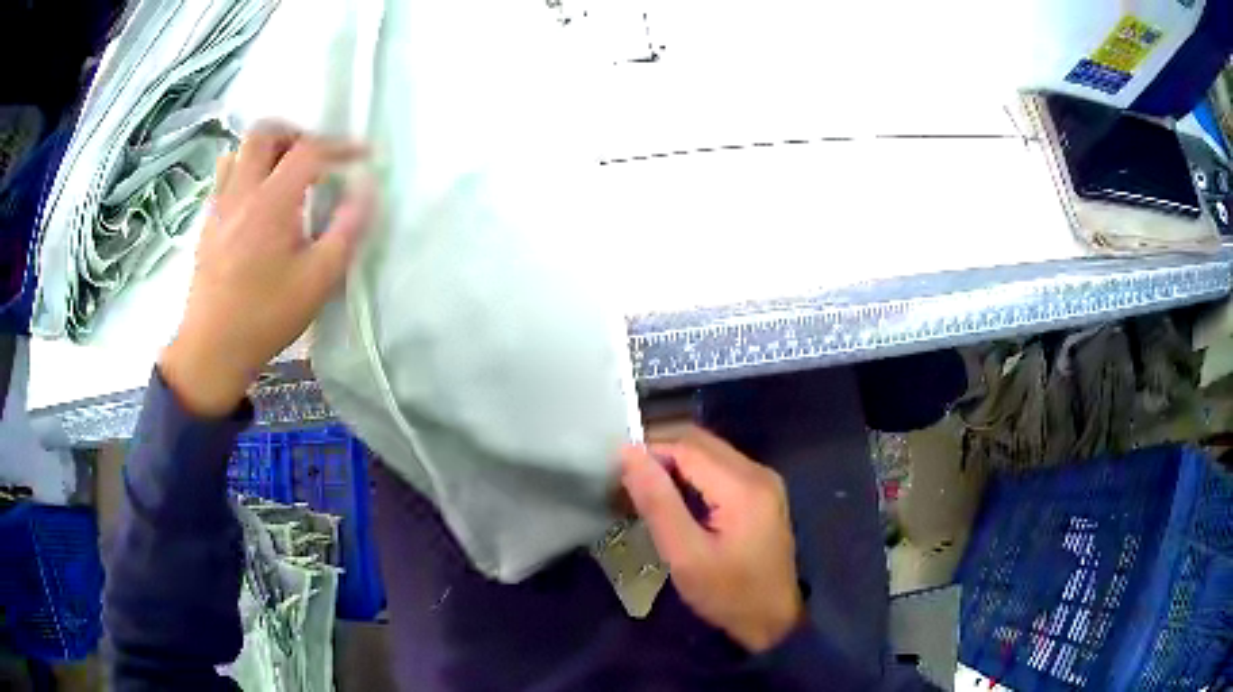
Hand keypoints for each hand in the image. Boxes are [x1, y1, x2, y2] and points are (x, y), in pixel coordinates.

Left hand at [160, 127, 372, 415]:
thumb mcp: (318, 280)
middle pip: (264, 133)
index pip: (309, 151)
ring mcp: (219, 205)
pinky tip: (256, 200)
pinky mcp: (207, 223)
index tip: (364, 156)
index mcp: (271, 202)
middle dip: (295, 134)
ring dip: (266, 150)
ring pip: (239, 150)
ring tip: (283, 173)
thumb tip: (367, 189)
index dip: (341, 146)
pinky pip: (225, 176)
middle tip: (314, 157)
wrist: (212, 349)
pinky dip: (245, 171)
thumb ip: (347, 229)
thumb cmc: (266, 316)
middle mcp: (241, 192)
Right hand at [621, 427, 803, 652]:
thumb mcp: (685, 556)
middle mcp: (758, 472)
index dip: (648, 449)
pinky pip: (720, 466)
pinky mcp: (762, 492)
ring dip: (673, 459)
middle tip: (624, 474)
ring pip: (709, 450)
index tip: (614, 468)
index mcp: (743, 486)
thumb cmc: (727, 594)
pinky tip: (670, 492)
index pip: (687, 446)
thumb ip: (658, 503)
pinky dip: (691, 471)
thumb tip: (629, 453)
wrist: (773, 619)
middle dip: (659, 449)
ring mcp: (764, 480)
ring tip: (640, 483)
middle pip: (700, 441)